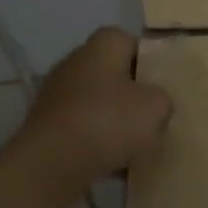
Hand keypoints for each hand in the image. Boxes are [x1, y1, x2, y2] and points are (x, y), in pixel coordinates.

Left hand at [0, 28, 171, 207]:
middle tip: (151, 113)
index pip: (129, 41)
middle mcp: (75, 62)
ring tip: (135, 143)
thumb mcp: (157, 107)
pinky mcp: (45, 125)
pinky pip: (81, 127)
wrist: (50, 166)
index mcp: (102, 46)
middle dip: (131, 91)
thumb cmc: (109, 122)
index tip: (160, 83)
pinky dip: (95, 140)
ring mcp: (55, 94)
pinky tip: (112, 161)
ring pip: (96, 102)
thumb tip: (153, 103)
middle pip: (111, 72)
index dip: (147, 59)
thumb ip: (162, 99)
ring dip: (113, 118)